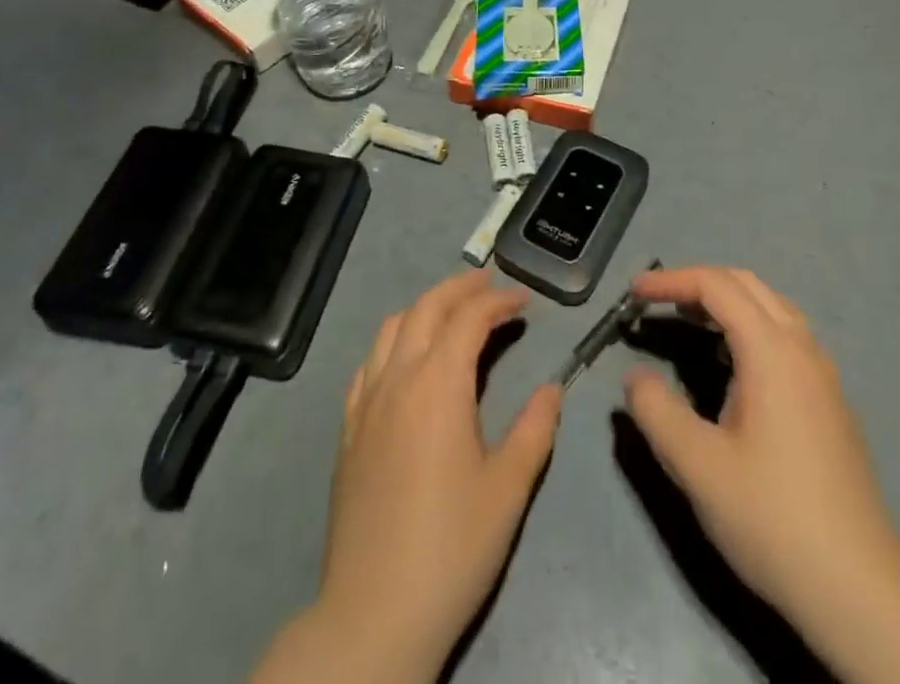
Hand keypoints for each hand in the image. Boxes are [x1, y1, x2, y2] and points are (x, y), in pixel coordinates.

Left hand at [253, 270, 561, 683]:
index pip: (469, 319)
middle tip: (490, 286)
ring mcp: (366, 400)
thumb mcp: (508, 489)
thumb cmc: (452, 548)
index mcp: (438, 384)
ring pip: (392, 326)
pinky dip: (394, 341)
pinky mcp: (348, 427)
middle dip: (460, 288)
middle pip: (427, 307)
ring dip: (425, 307)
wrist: (374, 612)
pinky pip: (369, 362)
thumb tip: (552, 388)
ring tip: (452, 312)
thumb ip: (534, 429)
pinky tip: (406, 359)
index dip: (499, 302)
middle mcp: (398, 377)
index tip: (524, 302)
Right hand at [623, 267, 899, 636]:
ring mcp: (823, 376)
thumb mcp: (698, 466)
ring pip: (772, 308)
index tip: (634, 293)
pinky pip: (786, 336)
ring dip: (727, 302)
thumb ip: (656, 411)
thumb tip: (635, 377)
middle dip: (698, 282)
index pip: (716, 286)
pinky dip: (749, 326)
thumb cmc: (773, 519)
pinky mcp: (831, 403)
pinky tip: (731, 364)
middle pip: (747, 285)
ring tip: (689, 322)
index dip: (671, 280)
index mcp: (773, 352)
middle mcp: (803, 349)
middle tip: (658, 302)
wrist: (860, 592)